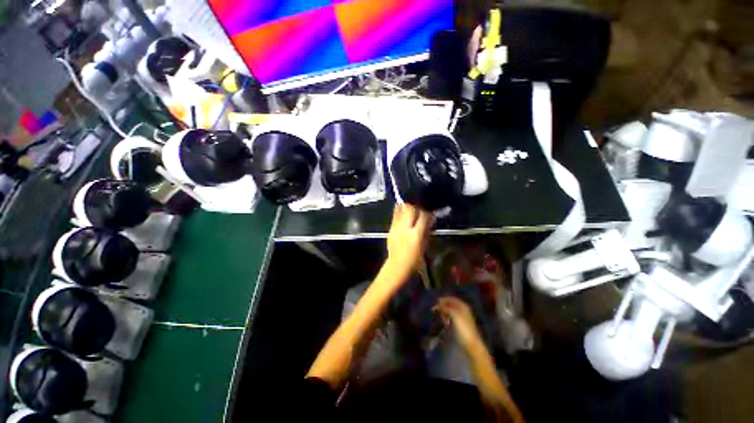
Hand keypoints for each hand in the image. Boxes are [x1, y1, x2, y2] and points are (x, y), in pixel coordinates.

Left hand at [386, 203, 433, 278]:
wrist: (397, 266)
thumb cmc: (414, 259)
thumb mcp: (424, 245)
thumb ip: (426, 230)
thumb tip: (429, 220)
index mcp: (416, 234)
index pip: (423, 216)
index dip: (427, 213)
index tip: (430, 214)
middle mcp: (405, 228)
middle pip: (410, 209)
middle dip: (416, 207)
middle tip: (419, 211)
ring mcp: (396, 227)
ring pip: (401, 210)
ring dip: (407, 208)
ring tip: (411, 210)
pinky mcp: (390, 228)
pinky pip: (395, 215)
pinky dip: (399, 212)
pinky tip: (403, 214)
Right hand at [434, 296, 482, 347]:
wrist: (471, 343)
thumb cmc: (463, 327)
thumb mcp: (454, 315)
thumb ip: (446, 308)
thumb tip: (437, 304)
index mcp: (463, 306)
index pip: (451, 298)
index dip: (443, 299)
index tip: (436, 302)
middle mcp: (463, 309)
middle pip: (451, 304)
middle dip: (443, 306)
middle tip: (436, 310)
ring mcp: (462, 317)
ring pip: (450, 311)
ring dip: (444, 312)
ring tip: (440, 317)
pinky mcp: (460, 324)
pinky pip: (451, 317)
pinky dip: (447, 317)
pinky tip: (444, 321)